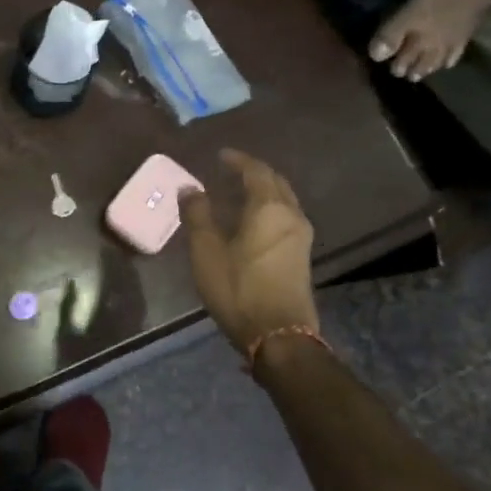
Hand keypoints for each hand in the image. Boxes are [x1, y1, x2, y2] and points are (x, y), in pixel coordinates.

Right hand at [179, 149, 318, 359]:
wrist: (279, 336)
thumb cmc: (238, 288)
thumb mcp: (207, 251)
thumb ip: (198, 215)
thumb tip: (189, 188)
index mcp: (269, 208)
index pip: (256, 171)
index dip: (238, 160)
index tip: (221, 155)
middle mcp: (291, 216)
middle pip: (275, 182)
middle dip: (254, 172)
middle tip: (230, 169)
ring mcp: (300, 237)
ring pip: (283, 200)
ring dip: (262, 191)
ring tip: (237, 192)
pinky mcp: (301, 256)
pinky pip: (284, 217)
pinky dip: (268, 208)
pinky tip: (250, 220)